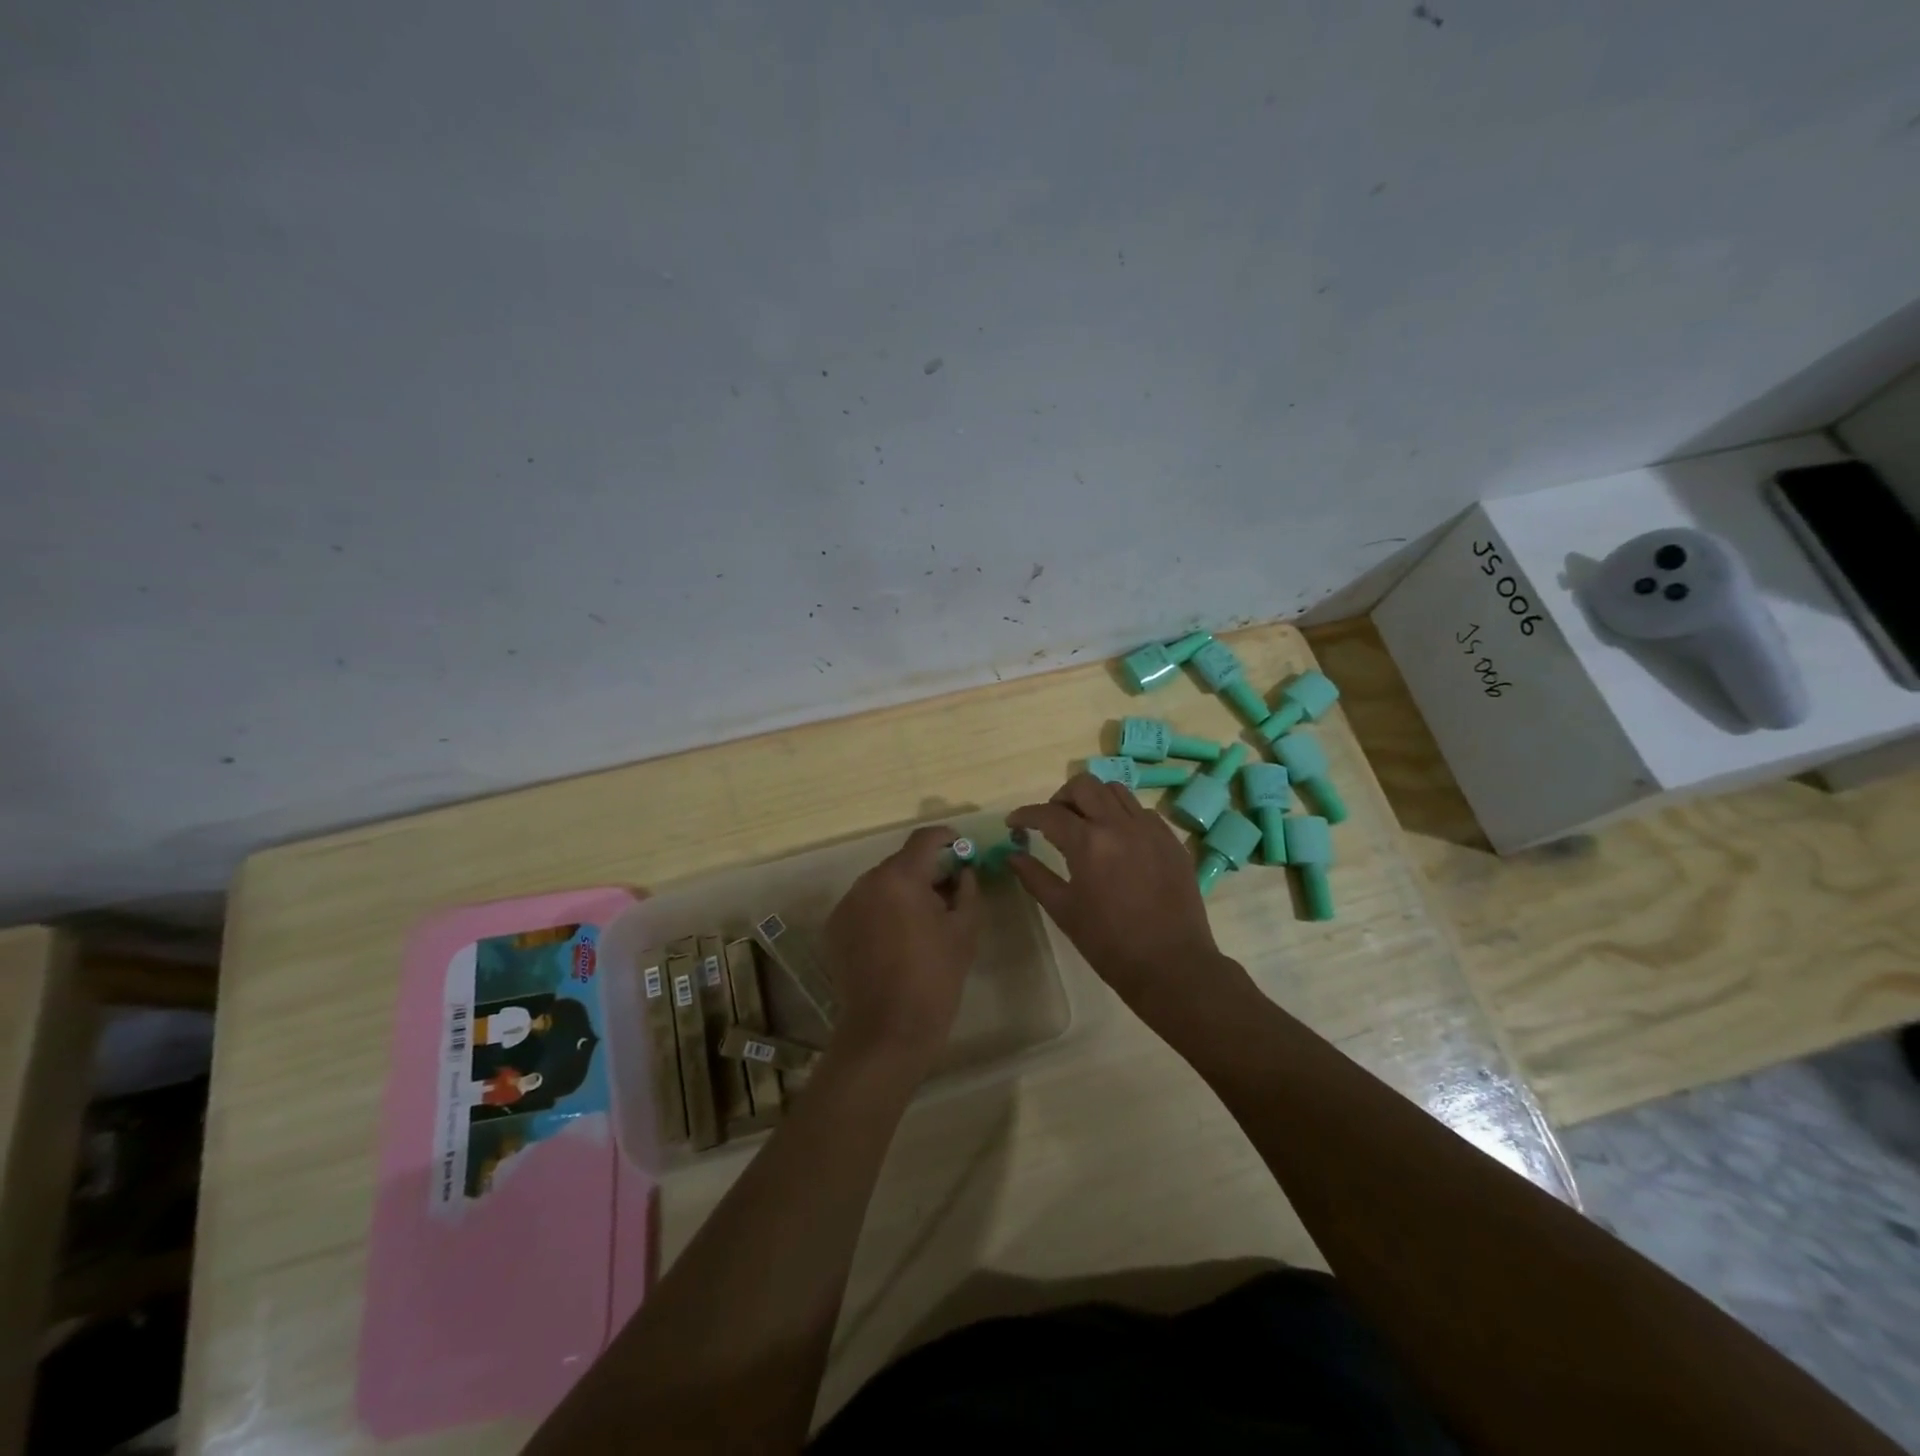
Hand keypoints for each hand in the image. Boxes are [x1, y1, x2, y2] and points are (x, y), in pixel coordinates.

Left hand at [824, 825, 980, 1070]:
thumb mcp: (965, 929)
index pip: (925, 838)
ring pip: (881, 885)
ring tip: (920, 923)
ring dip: (902, 893)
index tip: (962, 849)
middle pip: (902, 863)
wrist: (888, 1030)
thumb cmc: (935, 977)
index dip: (947, 838)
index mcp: (901, 877)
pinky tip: (895, 941)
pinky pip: (864, 907)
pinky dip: (881, 912)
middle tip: (948, 894)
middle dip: (926, 871)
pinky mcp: (833, 928)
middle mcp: (867, 882)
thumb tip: (963, 871)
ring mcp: (846, 905)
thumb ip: (968, 889)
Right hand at [1008, 774, 1225, 1008]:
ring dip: (1094, 800)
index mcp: (1088, 842)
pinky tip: (1119, 841)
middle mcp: (1120, 824)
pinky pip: (1142, 811)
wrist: (1171, 964)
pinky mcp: (1171, 840)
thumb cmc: (1109, 943)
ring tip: (1086, 825)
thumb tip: (1012, 855)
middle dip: (1060, 797)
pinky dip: (1123, 815)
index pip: (1048, 813)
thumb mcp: (1064, 911)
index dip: (1025, 814)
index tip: (1013, 823)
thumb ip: (1035, 876)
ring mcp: (1150, 829)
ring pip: (1116, 791)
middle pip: (1084, 785)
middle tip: (1052, 821)